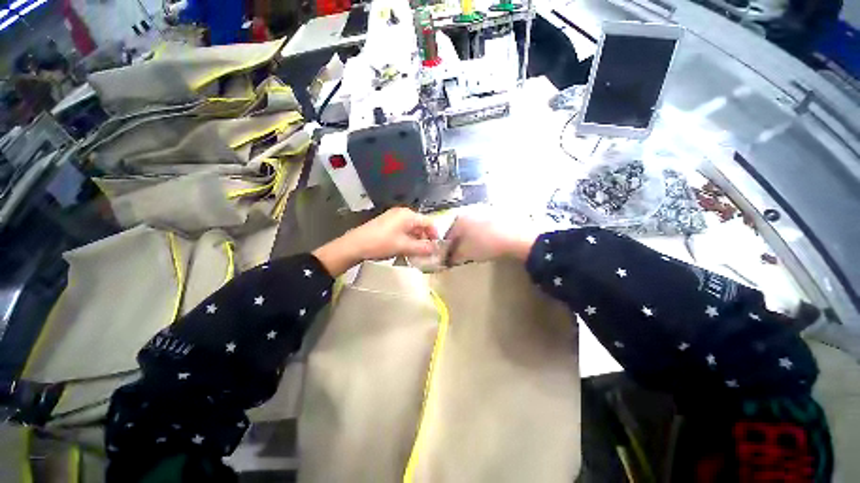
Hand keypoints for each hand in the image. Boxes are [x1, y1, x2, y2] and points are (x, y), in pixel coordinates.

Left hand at [313, 207, 438, 274]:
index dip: (435, 235)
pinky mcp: (387, 224)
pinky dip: (407, 239)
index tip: (437, 248)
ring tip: (417, 253)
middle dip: (425, 239)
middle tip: (427, 253)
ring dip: (416, 240)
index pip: (429, 222)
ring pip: (412, 229)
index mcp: (408, 215)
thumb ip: (422, 248)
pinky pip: (403, 230)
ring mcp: (393, 218)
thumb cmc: (381, 243)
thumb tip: (436, 250)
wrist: (355, 245)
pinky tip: (405, 249)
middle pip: (420, 225)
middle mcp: (402, 213)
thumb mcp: (404, 247)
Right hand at [444, 211, 537, 265]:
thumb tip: (450, 259)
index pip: (448, 235)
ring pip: (474, 226)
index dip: (448, 248)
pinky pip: (486, 225)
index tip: (450, 258)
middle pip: (461, 229)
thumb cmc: (486, 244)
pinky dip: (485, 233)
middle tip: (464, 254)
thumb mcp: (466, 253)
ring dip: (473, 237)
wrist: (517, 237)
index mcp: (459, 218)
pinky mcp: (499, 213)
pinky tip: (490, 242)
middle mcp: (470, 211)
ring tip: (478, 249)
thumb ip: (454, 256)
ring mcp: (486, 210)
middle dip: (461, 241)